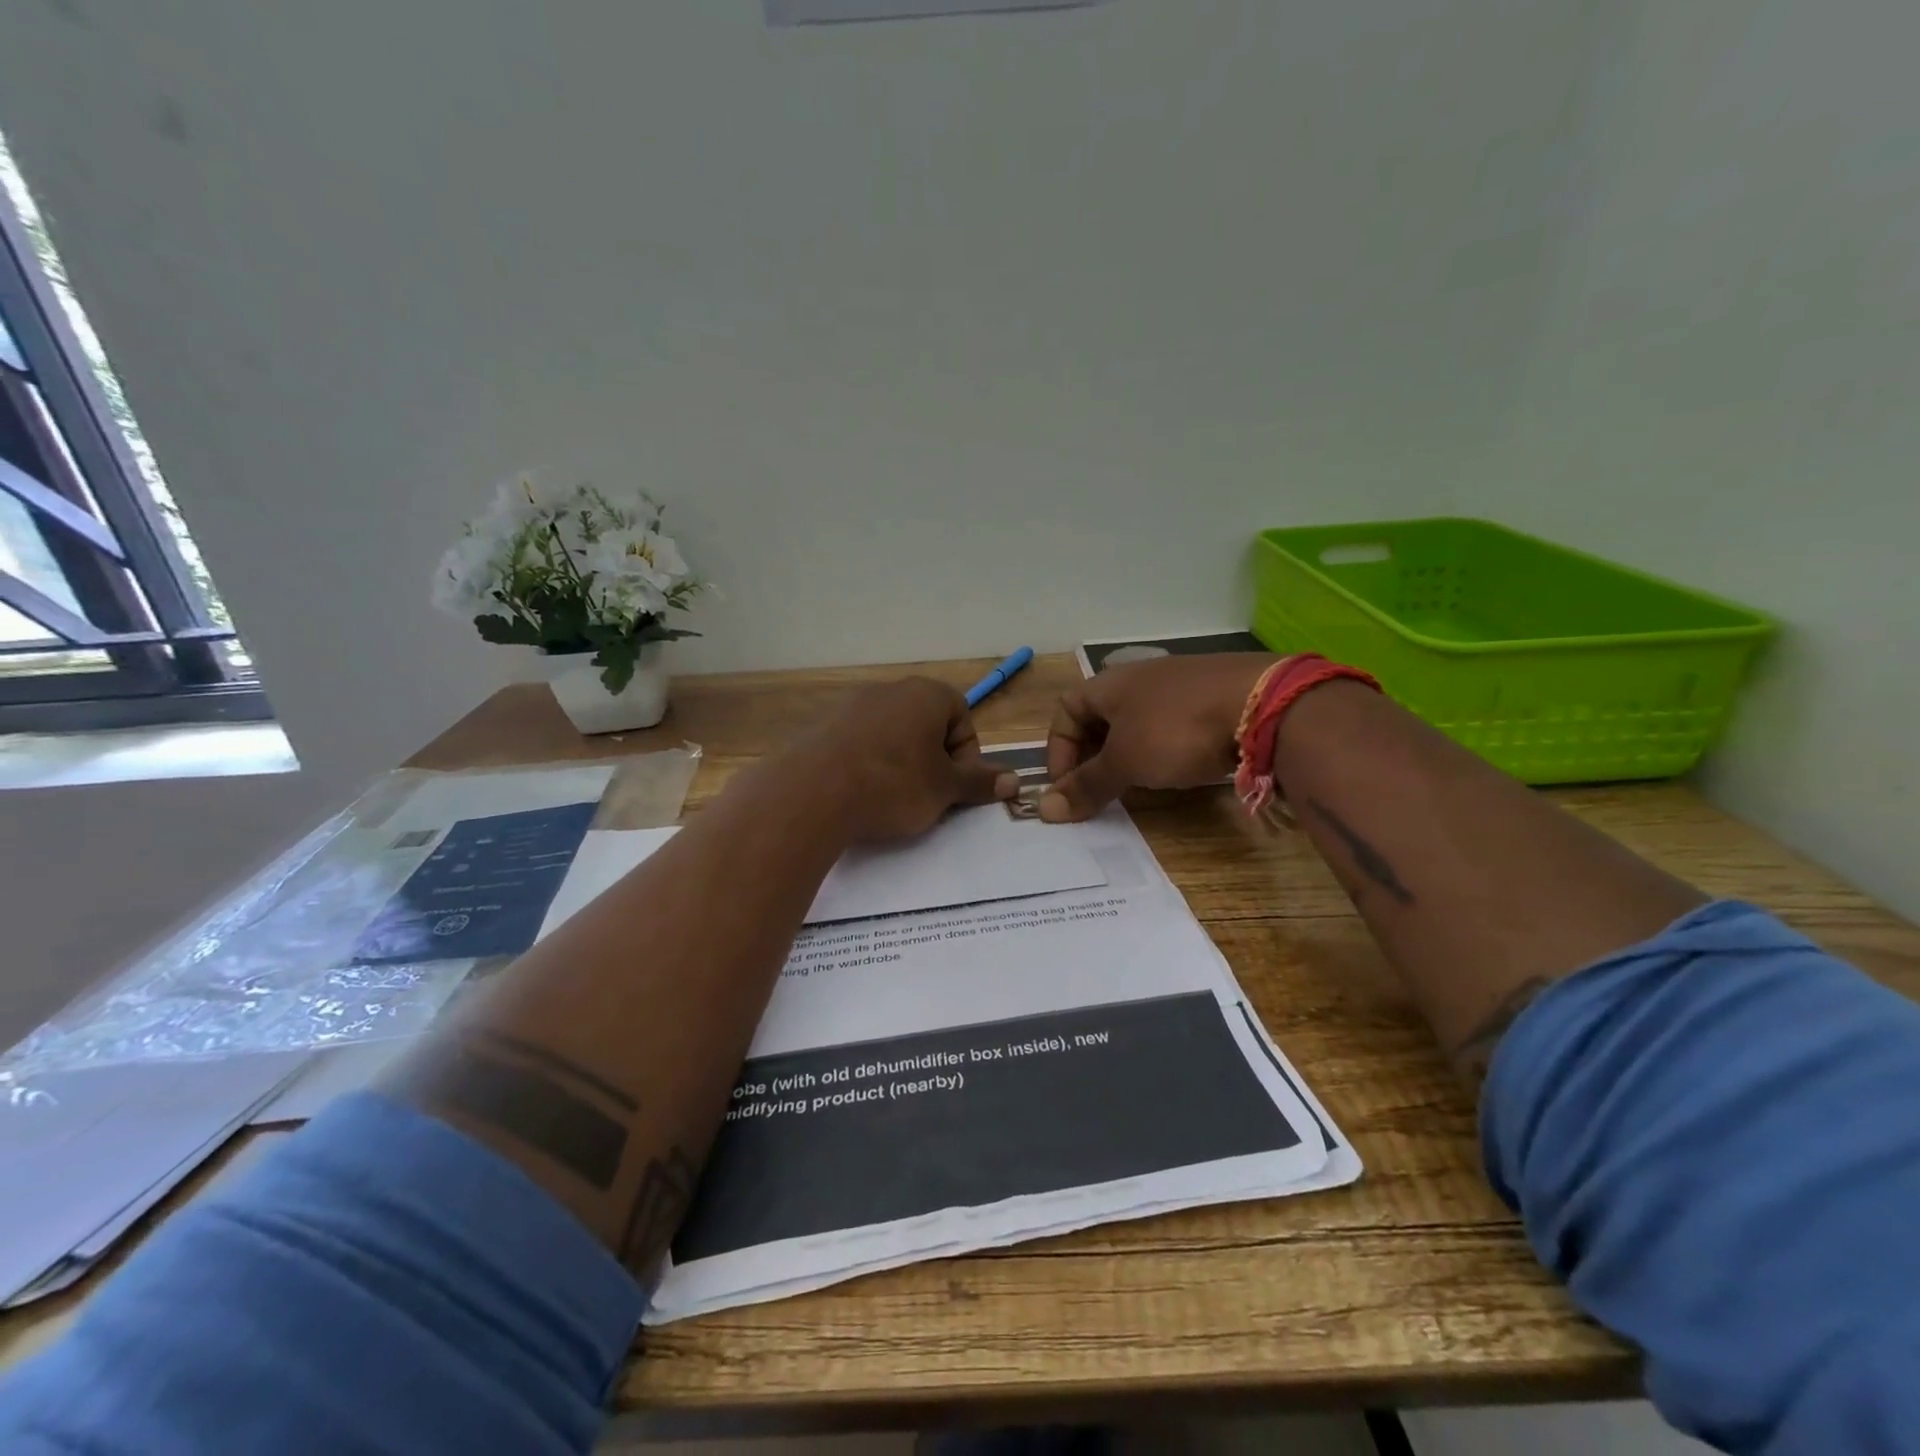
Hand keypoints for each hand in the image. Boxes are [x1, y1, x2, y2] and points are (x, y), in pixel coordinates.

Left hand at [796, 677, 1018, 841]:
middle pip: (926, 724)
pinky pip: (859, 742)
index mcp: (926, 694)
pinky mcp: (823, 724)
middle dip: (932, 758)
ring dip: (900, 761)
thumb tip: (1015, 781)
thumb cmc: (893, 785)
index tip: (952, 787)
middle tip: (926, 795)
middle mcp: (890, 689)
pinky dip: (867, 763)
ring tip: (890, 797)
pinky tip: (859, 791)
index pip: (962, 717)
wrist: (813, 793)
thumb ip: (979, 782)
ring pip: (892, 733)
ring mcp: (852, 704)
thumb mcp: (944, 790)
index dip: (965, 755)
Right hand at [1041, 653, 1277, 821]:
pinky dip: (1161, 749)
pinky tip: (1175, 769)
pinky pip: (1170, 725)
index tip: (1067, 786)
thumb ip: (1087, 785)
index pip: (1064, 710)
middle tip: (1096, 790)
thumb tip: (1045, 810)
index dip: (1057, 749)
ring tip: (1132, 784)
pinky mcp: (1210, 699)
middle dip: (1090, 754)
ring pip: (1136, 722)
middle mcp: (1139, 678)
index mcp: (1109, 683)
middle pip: (1099, 717)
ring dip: (1126, 754)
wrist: (1264, 705)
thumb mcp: (1125, 761)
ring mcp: (1178, 686)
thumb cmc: (1176, 729)